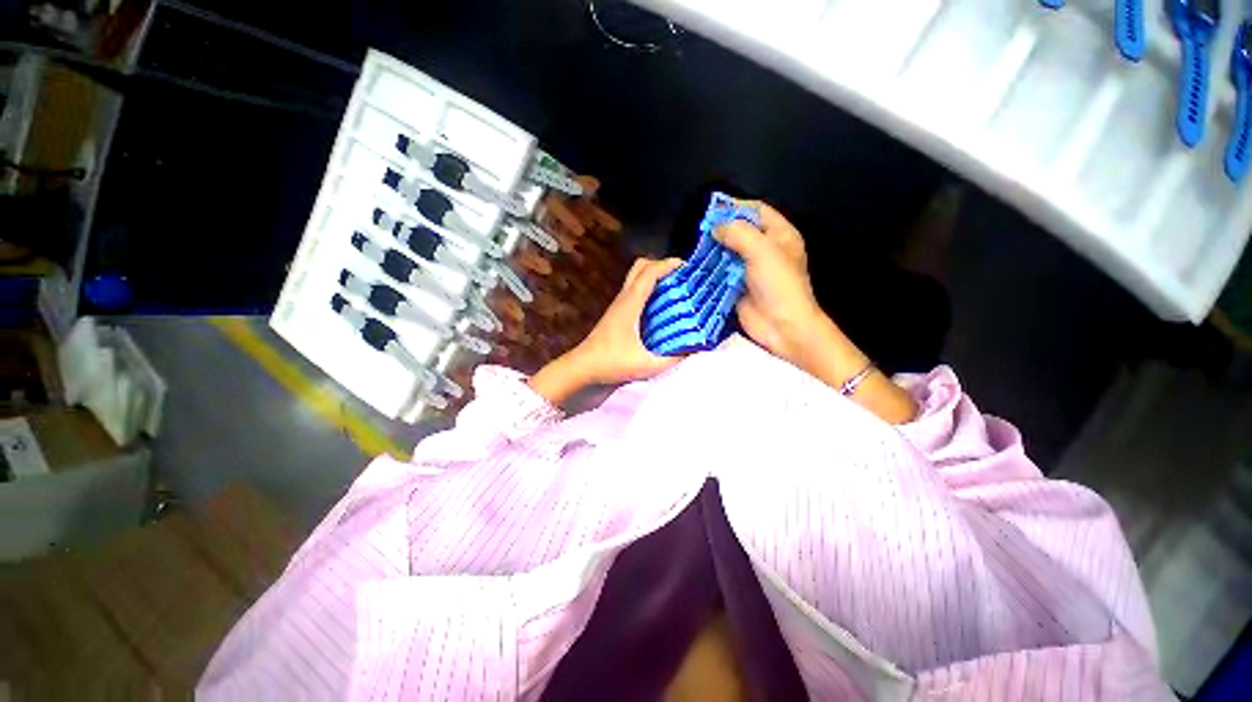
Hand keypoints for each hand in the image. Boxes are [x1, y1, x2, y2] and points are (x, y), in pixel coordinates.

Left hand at [570, 257, 683, 383]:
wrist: (582, 368)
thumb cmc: (612, 363)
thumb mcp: (647, 365)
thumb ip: (672, 359)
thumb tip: (693, 350)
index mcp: (630, 304)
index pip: (649, 273)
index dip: (668, 264)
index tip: (687, 265)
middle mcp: (623, 299)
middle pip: (640, 267)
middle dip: (661, 264)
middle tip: (680, 275)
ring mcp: (618, 305)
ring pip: (636, 278)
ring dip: (654, 276)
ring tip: (674, 287)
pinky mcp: (616, 313)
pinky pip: (634, 291)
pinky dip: (648, 288)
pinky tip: (659, 304)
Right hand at [713, 203, 831, 367]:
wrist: (782, 326)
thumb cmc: (778, 284)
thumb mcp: (762, 251)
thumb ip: (738, 233)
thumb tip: (716, 227)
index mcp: (780, 235)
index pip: (757, 211)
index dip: (737, 206)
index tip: (714, 208)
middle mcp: (766, 250)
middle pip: (741, 231)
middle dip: (722, 229)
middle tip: (700, 229)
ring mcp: (751, 270)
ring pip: (730, 253)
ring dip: (714, 250)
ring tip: (695, 246)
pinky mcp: (739, 286)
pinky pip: (723, 273)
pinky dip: (711, 269)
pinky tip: (698, 266)